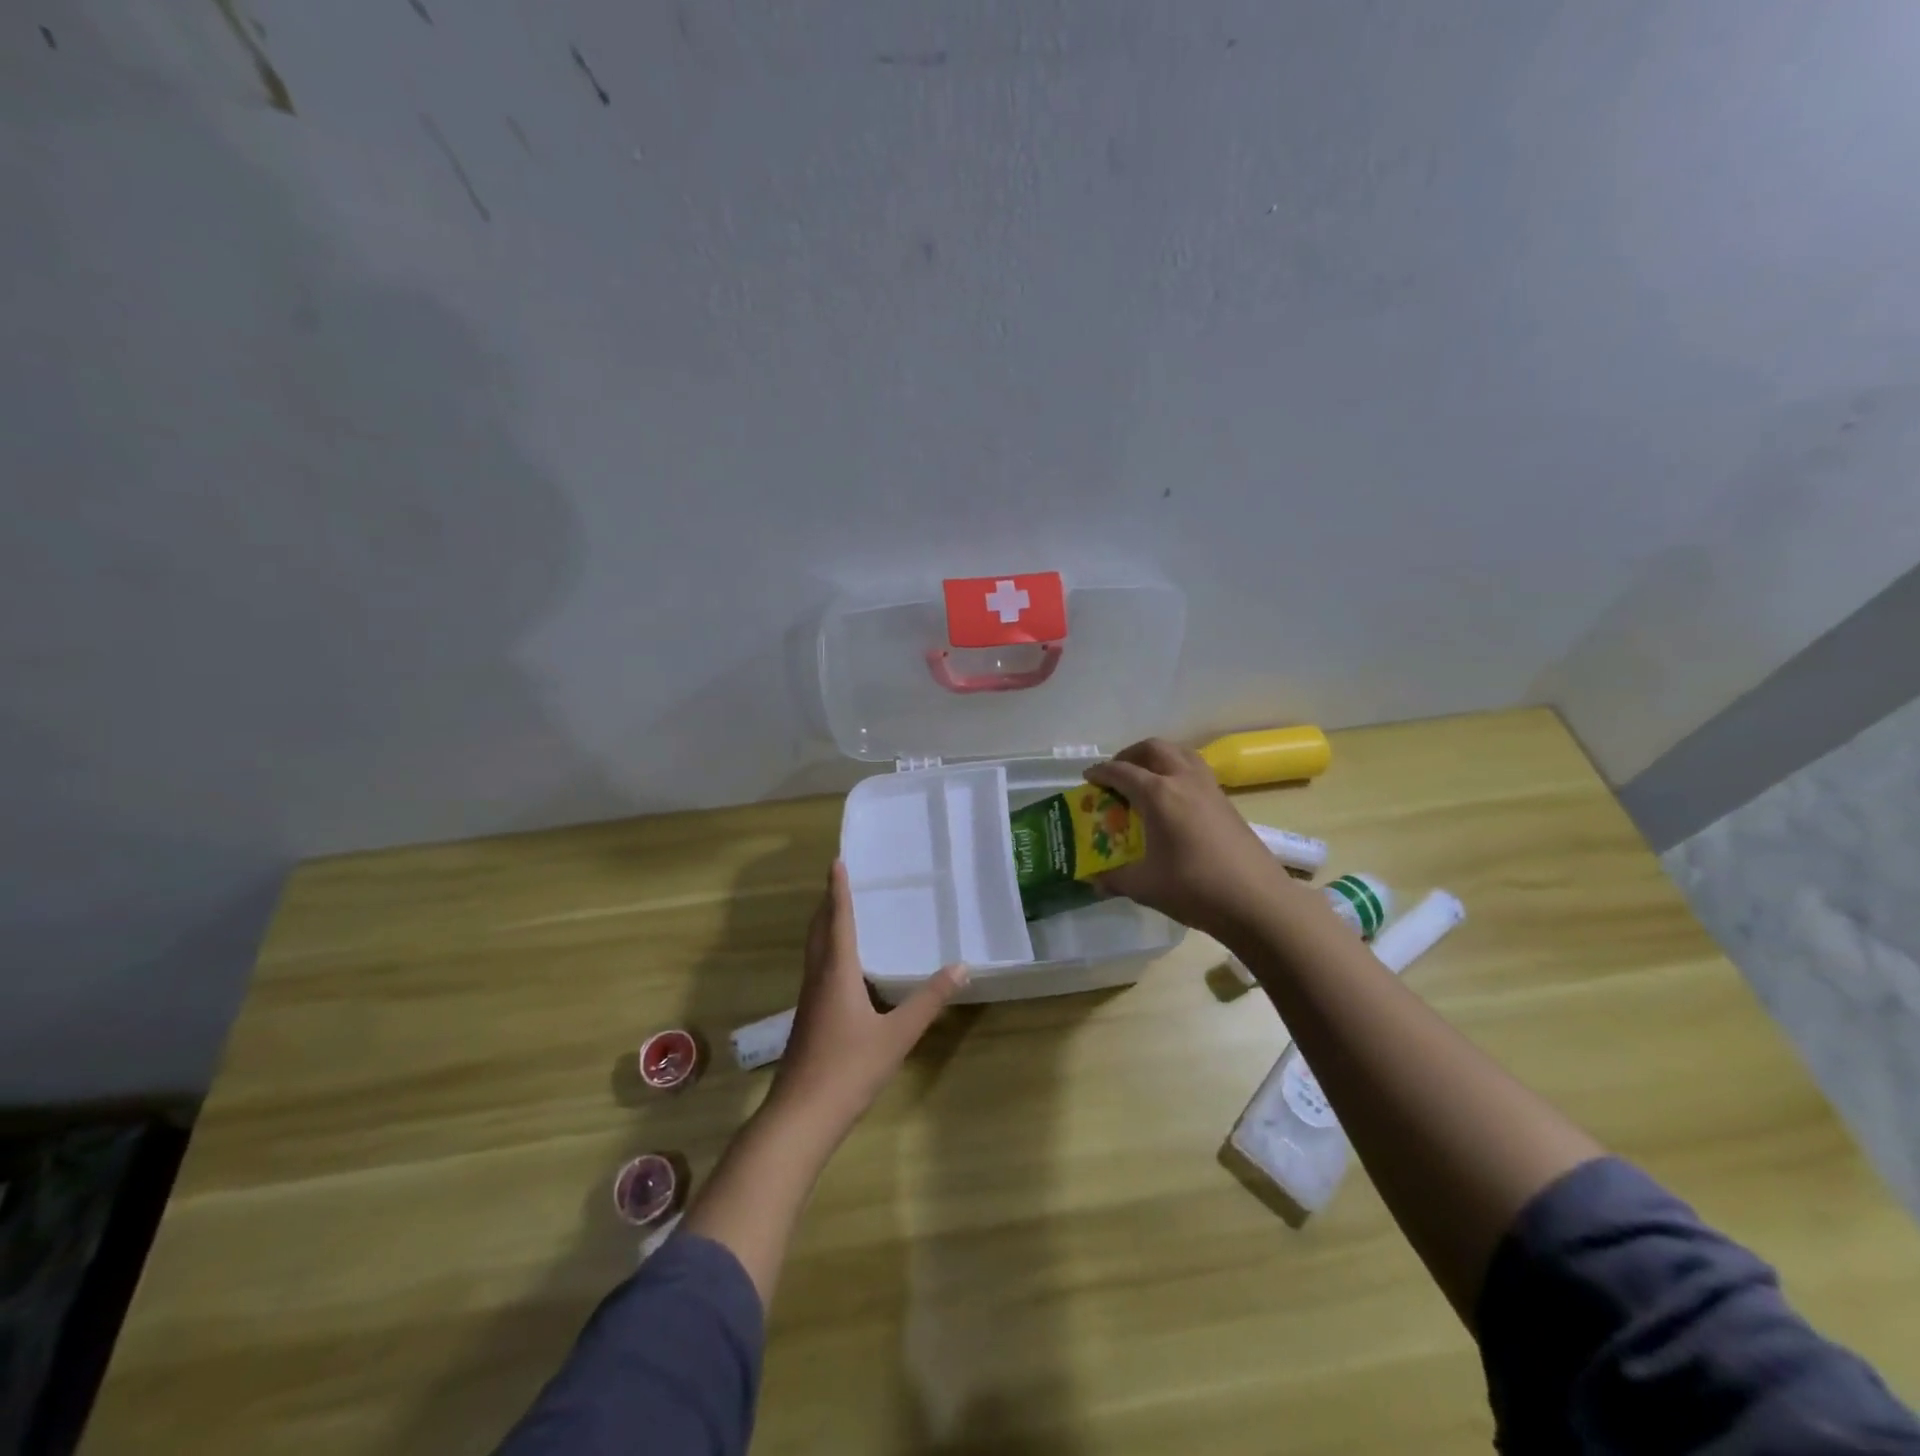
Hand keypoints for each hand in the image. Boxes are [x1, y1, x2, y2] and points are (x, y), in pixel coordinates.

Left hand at [768, 861, 968, 1133]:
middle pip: (819, 930)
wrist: (801, 1116)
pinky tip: (843, 968)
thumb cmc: (850, 1069)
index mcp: (836, 973)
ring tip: (841, 913)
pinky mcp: (808, 1019)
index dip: (838, 890)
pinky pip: (817, 970)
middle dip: (828, 903)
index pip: (837, 920)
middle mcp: (818, 978)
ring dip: (825, 926)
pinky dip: (827, 951)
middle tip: (840, 881)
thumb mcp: (898, 1035)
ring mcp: (809, 1000)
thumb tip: (961, 967)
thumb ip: (929, 1000)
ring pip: (815, 951)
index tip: (836, 862)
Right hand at [1086, 738, 1300, 939]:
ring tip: (1145, 777)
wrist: (1257, 901)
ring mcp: (1209, 788)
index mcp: (1158, 795)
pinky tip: (1174, 799)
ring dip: (1157, 757)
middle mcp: (1183, 780)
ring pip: (1179, 753)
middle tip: (1116, 774)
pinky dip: (1177, 770)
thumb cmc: (1195, 889)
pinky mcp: (1226, 801)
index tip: (1088, 778)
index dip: (1101, 772)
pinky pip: (1196, 769)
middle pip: (1153, 749)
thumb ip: (1115, 879)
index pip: (1122, 772)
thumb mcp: (1145, 886)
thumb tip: (1094, 881)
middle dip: (1129, 755)